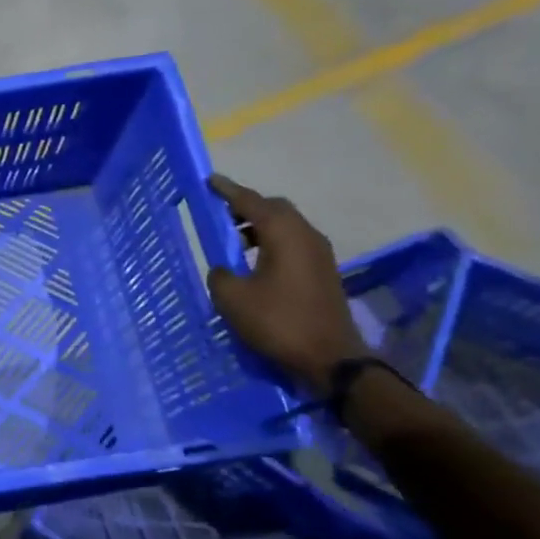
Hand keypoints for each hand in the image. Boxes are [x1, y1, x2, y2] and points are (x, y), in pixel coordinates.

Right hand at [204, 174, 369, 391]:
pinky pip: (292, 243)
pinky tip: (253, 263)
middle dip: (246, 207)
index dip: (228, 191)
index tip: (210, 181)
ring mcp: (319, 254)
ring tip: (232, 242)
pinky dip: (270, 243)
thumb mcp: (233, 299)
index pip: (251, 202)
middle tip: (219, 214)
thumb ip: (220, 275)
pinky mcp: (322, 272)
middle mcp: (306, 235)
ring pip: (285, 226)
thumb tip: (224, 269)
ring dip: (258, 227)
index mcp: (284, 234)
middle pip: (274, 209)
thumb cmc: (278, 322)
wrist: (329, 357)